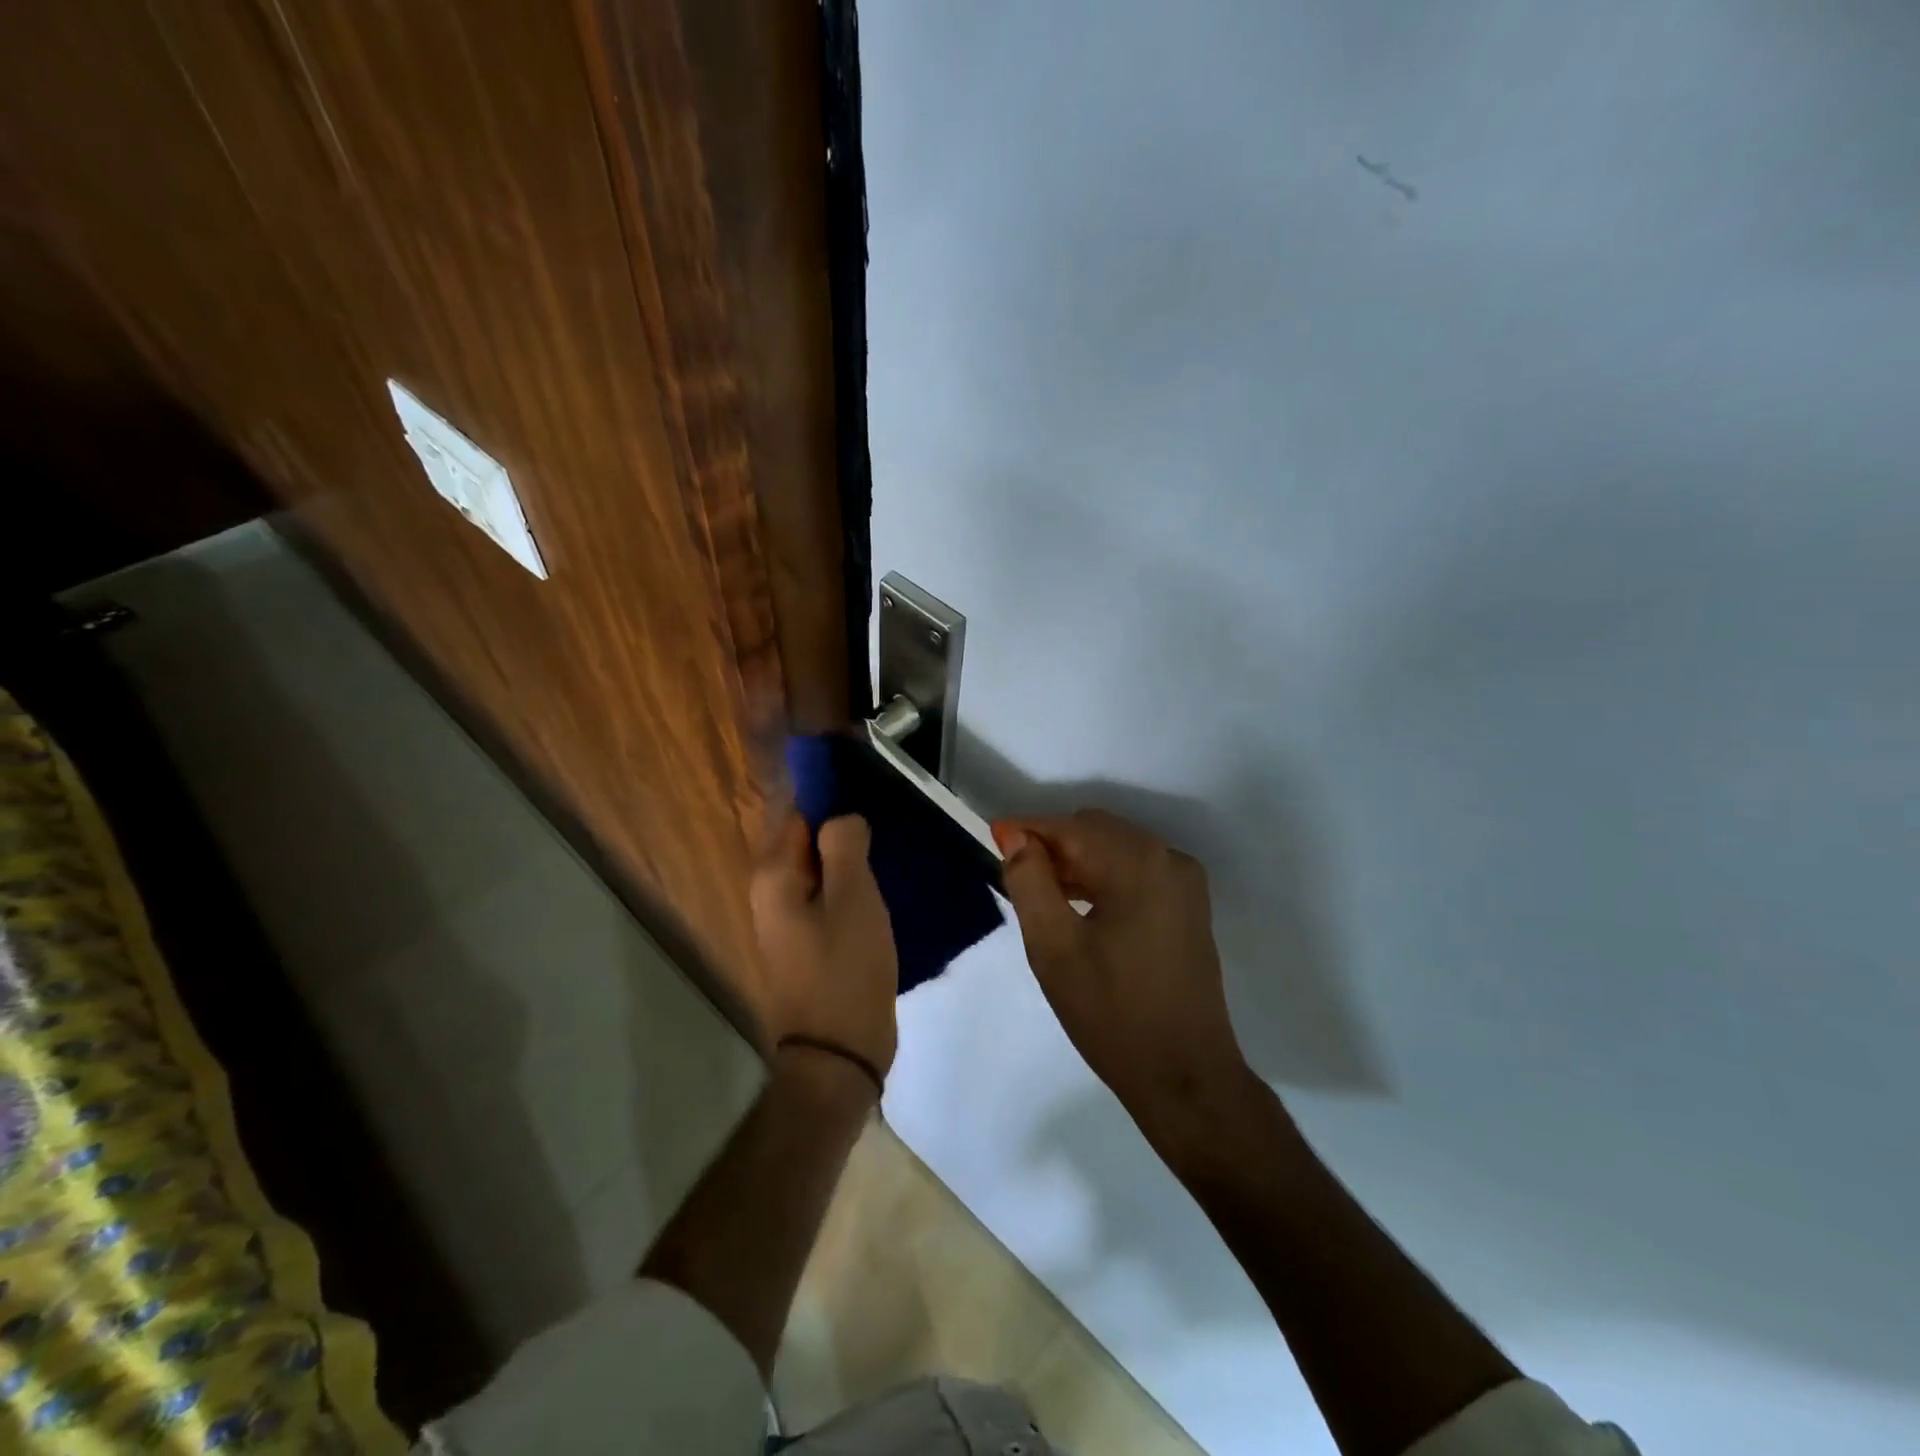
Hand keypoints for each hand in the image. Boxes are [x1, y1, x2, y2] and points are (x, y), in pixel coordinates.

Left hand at [750, 811, 898, 1086]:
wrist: (837, 1056)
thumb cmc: (845, 969)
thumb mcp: (853, 898)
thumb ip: (844, 845)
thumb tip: (841, 816)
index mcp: (774, 876)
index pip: (798, 813)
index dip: (833, 800)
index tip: (871, 795)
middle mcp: (769, 894)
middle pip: (807, 842)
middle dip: (843, 833)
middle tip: (887, 829)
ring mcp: (785, 922)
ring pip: (819, 872)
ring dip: (849, 863)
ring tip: (889, 855)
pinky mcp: (805, 944)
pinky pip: (825, 900)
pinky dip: (849, 890)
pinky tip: (879, 892)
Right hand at [992, 810, 1247, 1127]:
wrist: (1184, 1075)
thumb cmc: (1111, 1013)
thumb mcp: (1054, 947)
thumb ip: (1030, 882)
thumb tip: (1015, 837)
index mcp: (1138, 864)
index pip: (1071, 828)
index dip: (1028, 829)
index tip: (992, 836)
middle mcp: (1168, 859)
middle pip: (1097, 831)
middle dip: (1053, 844)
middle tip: (1015, 872)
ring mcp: (1185, 883)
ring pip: (1117, 849)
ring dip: (1077, 861)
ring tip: (1040, 890)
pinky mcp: (1189, 906)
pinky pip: (1137, 871)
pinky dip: (1103, 876)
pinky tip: (1078, 903)